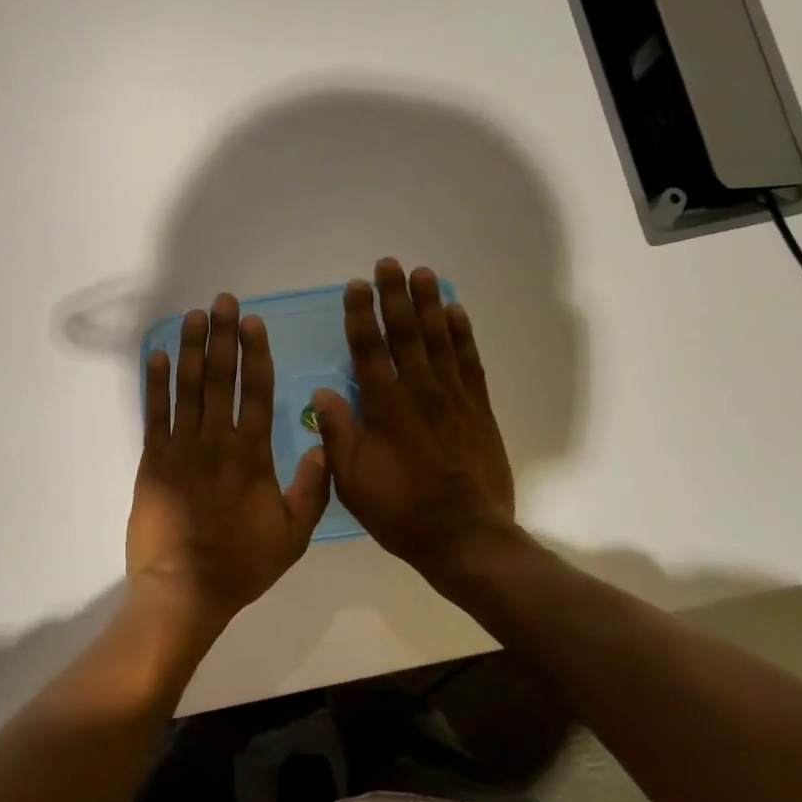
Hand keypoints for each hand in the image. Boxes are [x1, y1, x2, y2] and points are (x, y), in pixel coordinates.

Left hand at [127, 293, 332, 623]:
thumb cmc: (241, 564)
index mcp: (252, 455)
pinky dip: (156, 383)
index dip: (255, 353)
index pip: (256, 391)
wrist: (183, 590)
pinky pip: (154, 414)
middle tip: (223, 301)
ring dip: (192, 349)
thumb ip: (312, 489)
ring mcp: (180, 449)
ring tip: (195, 316)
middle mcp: (216, 442)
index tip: (253, 322)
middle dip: (223, 336)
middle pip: (221, 378)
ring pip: (188, 388)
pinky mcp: (153, 461)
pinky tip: (160, 355)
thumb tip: (324, 445)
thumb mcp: (293, 535)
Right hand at [312, 260, 517, 594]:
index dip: (361, 315)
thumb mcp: (352, 481)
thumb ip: (337, 434)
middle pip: (406, 334)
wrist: (466, 538)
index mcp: (385, 409)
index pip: (369, 350)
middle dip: (395, 296)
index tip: (356, 285)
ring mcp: (454, 399)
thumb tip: (323, 391)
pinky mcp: (479, 410)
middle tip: (389, 263)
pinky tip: (457, 313)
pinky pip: (470, 363)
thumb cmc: (400, 512)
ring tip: (423, 274)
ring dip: (429, 304)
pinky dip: (463, 335)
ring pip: (439, 340)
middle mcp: (419, 393)